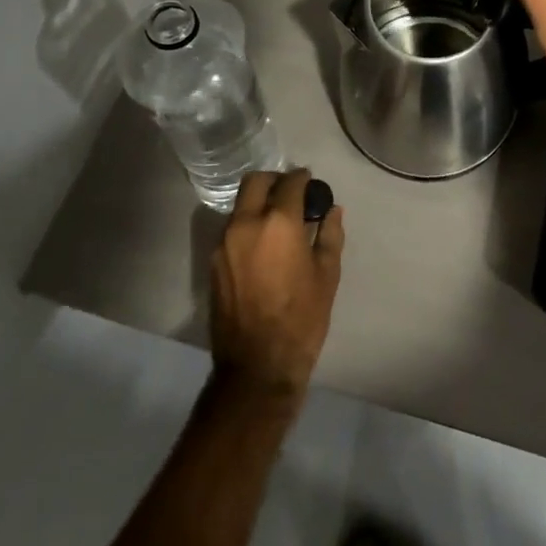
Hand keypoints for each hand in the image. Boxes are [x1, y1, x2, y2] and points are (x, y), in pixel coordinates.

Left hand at [208, 170, 344, 403]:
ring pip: (241, 204)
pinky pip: (232, 229)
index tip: (312, 185)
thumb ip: (329, 235)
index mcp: (278, 223)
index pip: (291, 182)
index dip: (304, 178)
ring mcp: (225, 242)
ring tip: (278, 224)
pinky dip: (248, 225)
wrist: (257, 367)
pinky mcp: (213, 262)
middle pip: (256, 182)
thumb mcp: (327, 275)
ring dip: (259, 203)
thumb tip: (332, 211)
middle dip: (276, 181)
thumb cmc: (301, 319)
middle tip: (292, 195)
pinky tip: (263, 246)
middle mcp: (246, 223)